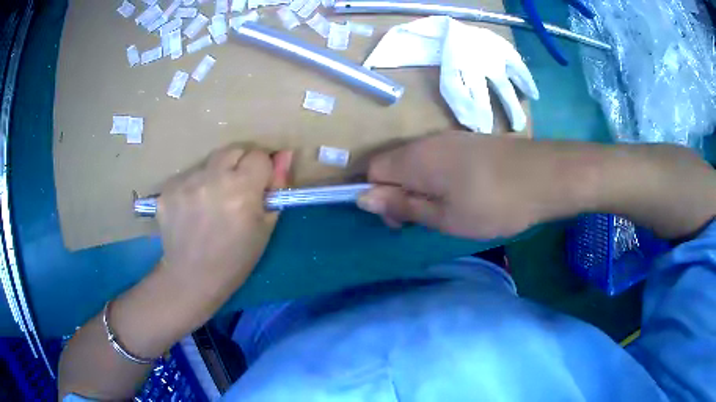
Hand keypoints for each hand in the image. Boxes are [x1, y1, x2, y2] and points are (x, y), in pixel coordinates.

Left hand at [156, 144, 291, 302]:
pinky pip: (189, 174)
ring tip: (211, 202)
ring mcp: (185, 182)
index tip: (257, 187)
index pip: (258, 155)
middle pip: (234, 150)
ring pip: (210, 161)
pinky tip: (192, 208)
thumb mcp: (265, 228)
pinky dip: (195, 185)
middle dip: (240, 165)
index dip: (261, 170)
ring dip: (215, 174)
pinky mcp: (168, 188)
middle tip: (236, 191)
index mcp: (241, 190)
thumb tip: (285, 155)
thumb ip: (276, 188)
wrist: (191, 278)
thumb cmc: (235, 259)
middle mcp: (211, 179)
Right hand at [358, 132, 590, 238]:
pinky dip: (438, 177)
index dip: (378, 197)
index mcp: (414, 158)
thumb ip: (403, 206)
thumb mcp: (444, 216)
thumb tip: (363, 198)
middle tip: (427, 219)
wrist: (543, 176)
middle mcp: (426, 142)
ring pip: (416, 162)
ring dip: (420, 186)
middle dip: (400, 193)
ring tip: (447, 209)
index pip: (373, 171)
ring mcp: (448, 138)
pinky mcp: (467, 141)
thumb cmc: (492, 203)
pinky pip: (437, 158)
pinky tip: (463, 192)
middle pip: (394, 165)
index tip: (402, 220)